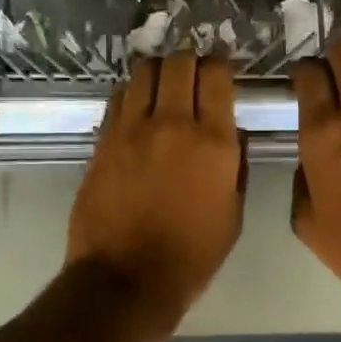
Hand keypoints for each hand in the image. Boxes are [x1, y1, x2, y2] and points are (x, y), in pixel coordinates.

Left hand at [67, 53, 244, 341]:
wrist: (127, 279)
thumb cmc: (191, 256)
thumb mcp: (233, 215)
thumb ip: (236, 166)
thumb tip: (233, 134)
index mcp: (214, 142)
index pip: (217, 74)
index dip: (221, 66)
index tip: (222, 74)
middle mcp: (172, 124)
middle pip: (179, 62)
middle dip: (190, 63)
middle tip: (193, 78)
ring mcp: (132, 130)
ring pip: (144, 72)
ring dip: (159, 72)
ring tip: (163, 87)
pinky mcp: (103, 141)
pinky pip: (118, 98)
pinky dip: (132, 93)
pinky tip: (137, 108)